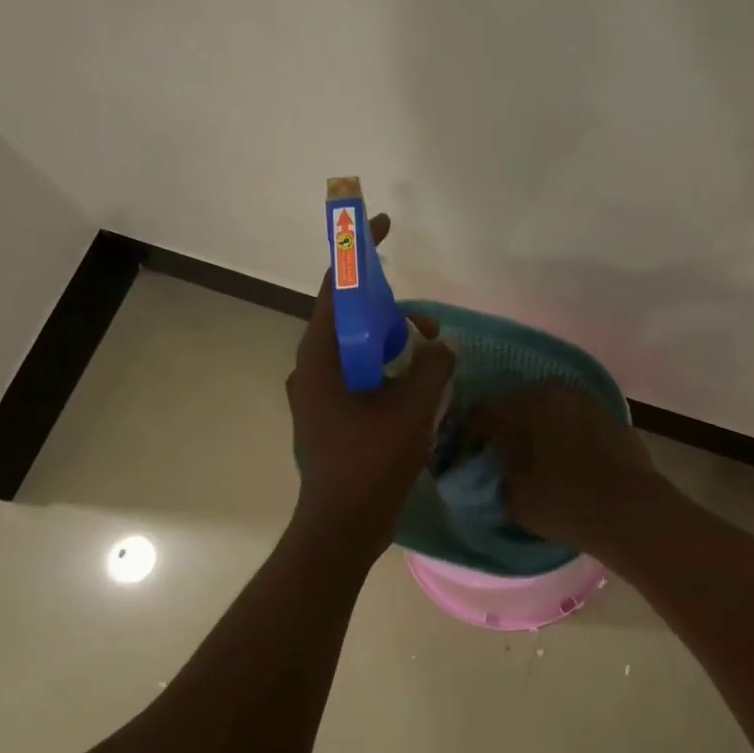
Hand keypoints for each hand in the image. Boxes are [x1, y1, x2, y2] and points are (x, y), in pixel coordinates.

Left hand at [286, 213, 454, 555]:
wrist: (342, 526)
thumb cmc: (372, 463)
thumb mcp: (413, 407)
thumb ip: (432, 365)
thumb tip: (441, 346)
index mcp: (321, 357)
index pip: (337, 288)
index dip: (359, 253)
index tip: (381, 226)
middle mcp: (312, 369)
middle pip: (352, 319)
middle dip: (394, 316)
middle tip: (429, 334)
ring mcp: (317, 394)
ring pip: (358, 351)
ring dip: (394, 348)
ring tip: (429, 368)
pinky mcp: (329, 415)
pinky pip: (359, 377)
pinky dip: (387, 373)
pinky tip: (415, 393)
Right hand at [471, 381, 660, 556]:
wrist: (633, 511)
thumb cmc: (566, 501)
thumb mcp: (517, 492)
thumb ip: (501, 464)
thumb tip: (497, 449)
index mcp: (527, 403)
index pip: (485, 410)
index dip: (473, 430)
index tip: (468, 449)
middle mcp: (558, 391)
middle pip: (520, 402)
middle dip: (508, 423)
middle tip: (501, 451)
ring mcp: (589, 402)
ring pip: (551, 409)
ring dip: (539, 426)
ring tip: (534, 455)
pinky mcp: (612, 418)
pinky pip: (575, 420)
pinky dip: (565, 433)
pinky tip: (564, 457)